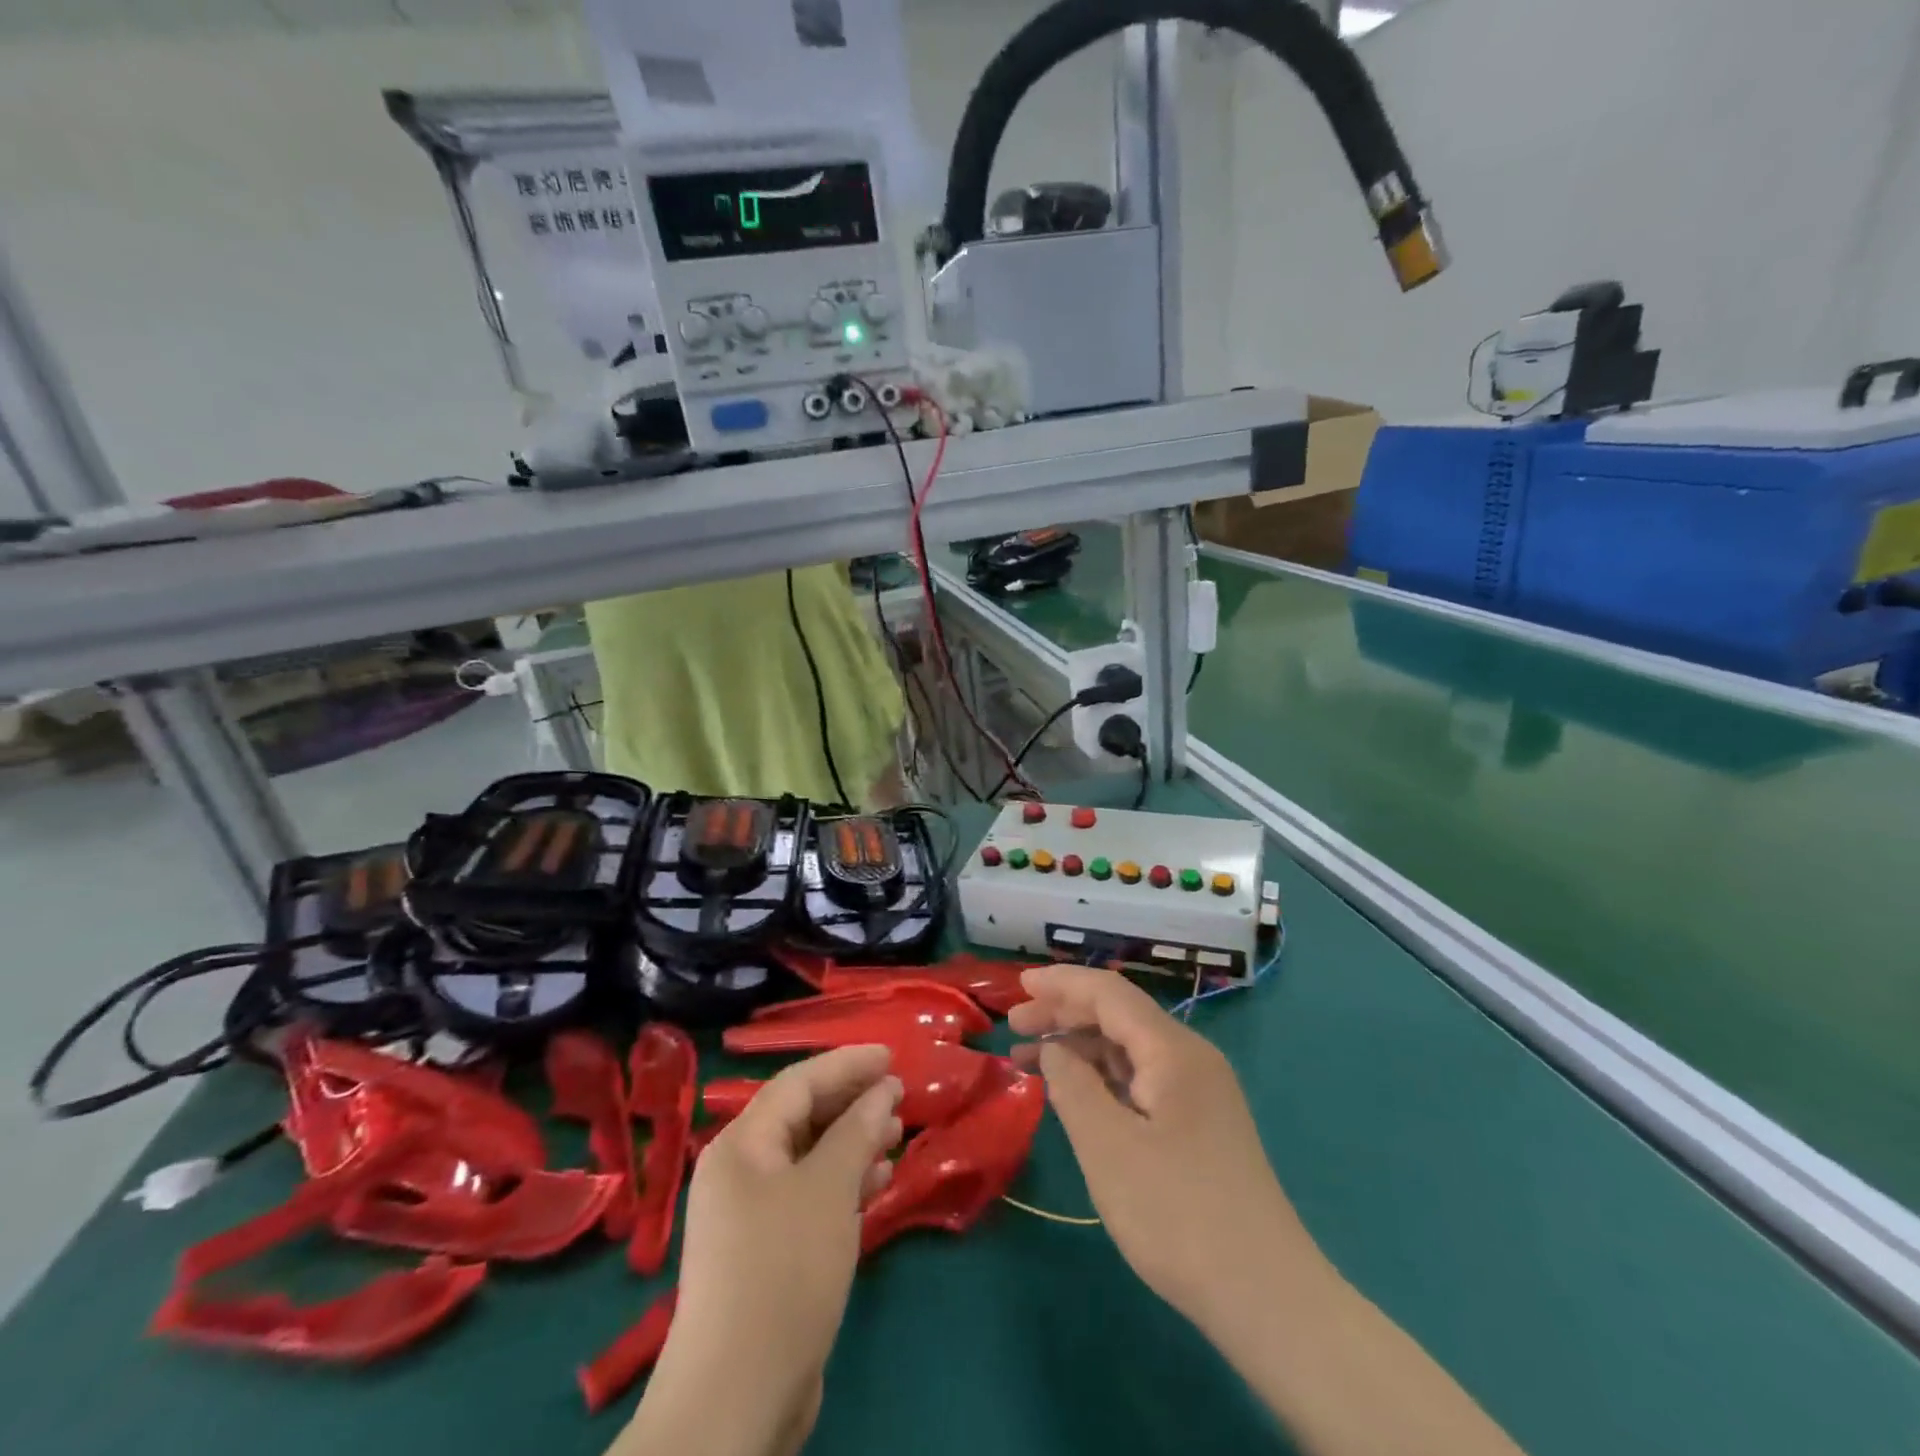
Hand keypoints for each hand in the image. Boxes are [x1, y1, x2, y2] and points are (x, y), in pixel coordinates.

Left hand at [624, 1047, 903, 1455]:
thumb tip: (883, 1090)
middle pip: (803, 1116)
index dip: (847, 1064)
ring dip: (854, 1141)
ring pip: (810, 1157)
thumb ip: (857, 1131)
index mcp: (743, 1144)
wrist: (737, 1398)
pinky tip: (878, 1181)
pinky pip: (811, 1194)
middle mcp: (741, 1170)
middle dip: (852, 1102)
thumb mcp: (828, 1189)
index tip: (891, 1056)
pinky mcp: (768, 1251)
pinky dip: (844, 1182)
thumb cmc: (784, 1270)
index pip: (799, 1082)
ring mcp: (752, 1213)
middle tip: (899, 1095)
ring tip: (897, 1133)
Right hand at [1008, 965, 1324, 1333]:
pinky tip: (1075, 1093)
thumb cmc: (1178, 1214)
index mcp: (1173, 1050)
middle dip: (1065, 1013)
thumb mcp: (1108, 1147)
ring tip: (1030, 1060)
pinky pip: (1142, 1079)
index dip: (1061, 984)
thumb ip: (1073, 1086)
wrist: (1266, 1296)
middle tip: (1015, 1026)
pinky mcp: (1199, 1123)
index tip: (1018, 985)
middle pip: (1119, 1015)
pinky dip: (1102, 1077)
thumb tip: (1054, 1051)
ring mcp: (1199, 1091)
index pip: (1109, 993)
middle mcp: (1190, 1058)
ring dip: (1080, 1047)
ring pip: (1129, 1048)